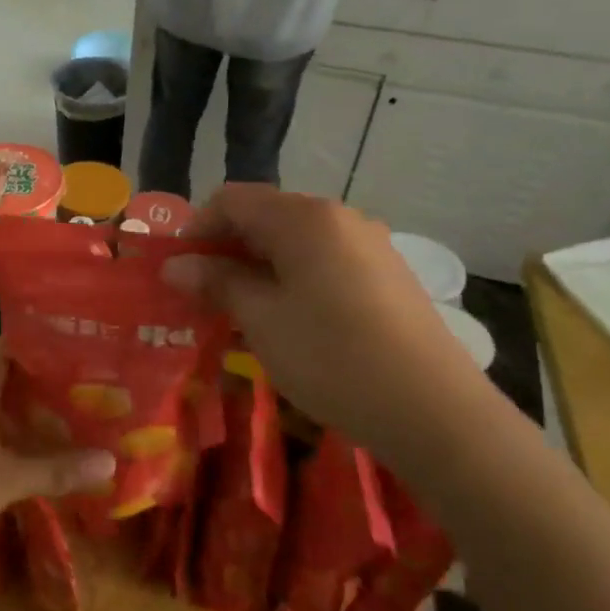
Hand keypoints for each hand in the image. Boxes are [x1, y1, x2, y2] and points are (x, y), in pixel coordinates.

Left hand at [0, 343, 113, 581]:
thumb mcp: (3, 481)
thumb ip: (54, 470)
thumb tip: (111, 460)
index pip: (3, 350)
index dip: (33, 339)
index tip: (70, 337)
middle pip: (1, 383)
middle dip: (38, 382)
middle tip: (83, 382)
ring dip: (24, 416)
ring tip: (67, 418)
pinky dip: (9, 446)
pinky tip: (31, 461)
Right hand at [164, 185, 481, 460]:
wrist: (433, 410)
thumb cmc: (331, 357)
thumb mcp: (261, 319)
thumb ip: (217, 282)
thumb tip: (176, 265)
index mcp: (304, 218)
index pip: (232, 200)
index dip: (196, 229)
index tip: (177, 271)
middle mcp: (339, 217)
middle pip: (264, 216)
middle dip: (224, 250)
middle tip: (201, 295)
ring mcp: (368, 245)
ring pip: (294, 242)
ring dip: (256, 267)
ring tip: (238, 312)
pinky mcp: (386, 275)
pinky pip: (323, 262)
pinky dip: (290, 279)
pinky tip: (285, 321)